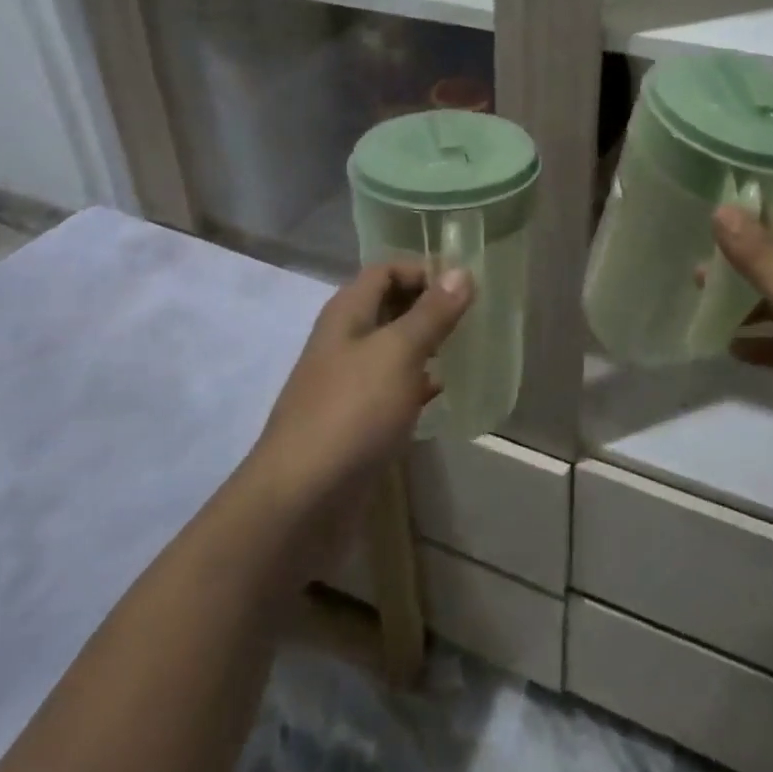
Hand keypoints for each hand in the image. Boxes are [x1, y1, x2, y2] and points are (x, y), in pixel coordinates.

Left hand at [247, 263, 471, 522]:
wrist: (300, 501)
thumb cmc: (352, 413)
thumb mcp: (398, 353)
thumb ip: (431, 313)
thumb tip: (461, 271)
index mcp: (347, 313)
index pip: (385, 270)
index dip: (423, 270)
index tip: (465, 286)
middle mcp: (343, 341)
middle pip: (388, 306)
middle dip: (428, 306)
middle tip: (471, 316)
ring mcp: (346, 383)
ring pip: (391, 349)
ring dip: (425, 344)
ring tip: (464, 349)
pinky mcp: (354, 421)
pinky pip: (390, 388)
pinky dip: (416, 383)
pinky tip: (440, 393)